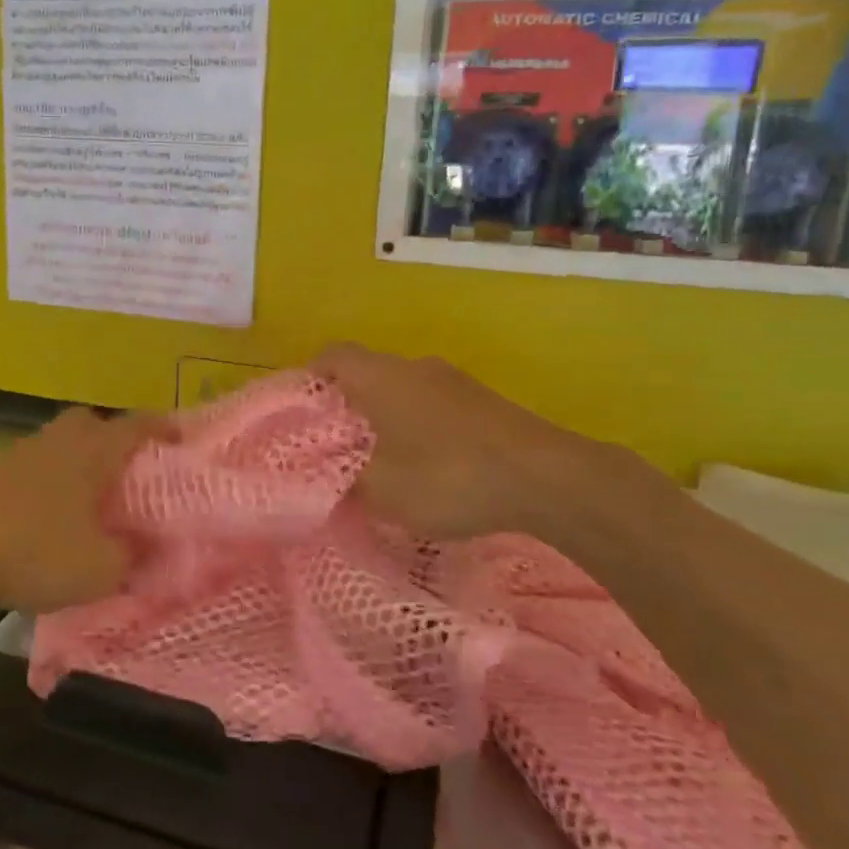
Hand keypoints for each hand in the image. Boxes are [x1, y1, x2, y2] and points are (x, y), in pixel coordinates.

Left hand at [0, 407, 170, 613]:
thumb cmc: (36, 549)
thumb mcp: (100, 568)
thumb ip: (132, 558)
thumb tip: (149, 551)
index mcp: (94, 452)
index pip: (136, 427)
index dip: (161, 429)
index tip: (179, 437)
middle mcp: (60, 443)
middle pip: (90, 421)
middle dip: (110, 436)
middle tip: (125, 468)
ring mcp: (22, 456)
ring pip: (58, 443)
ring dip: (76, 460)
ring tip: (88, 497)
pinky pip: (33, 468)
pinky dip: (47, 483)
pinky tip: (48, 516)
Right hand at [311, 343, 668, 544]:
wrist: (547, 477)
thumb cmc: (449, 476)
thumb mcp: (382, 492)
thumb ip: (345, 483)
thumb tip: (330, 481)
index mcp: (380, 376)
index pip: (331, 356)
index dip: (310, 378)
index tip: (301, 414)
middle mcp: (413, 367)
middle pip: (365, 373)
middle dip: (346, 407)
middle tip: (336, 448)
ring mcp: (453, 381)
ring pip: (401, 391)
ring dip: (385, 419)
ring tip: (381, 464)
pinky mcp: (483, 402)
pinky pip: (432, 406)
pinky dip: (418, 428)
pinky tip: (428, 469)